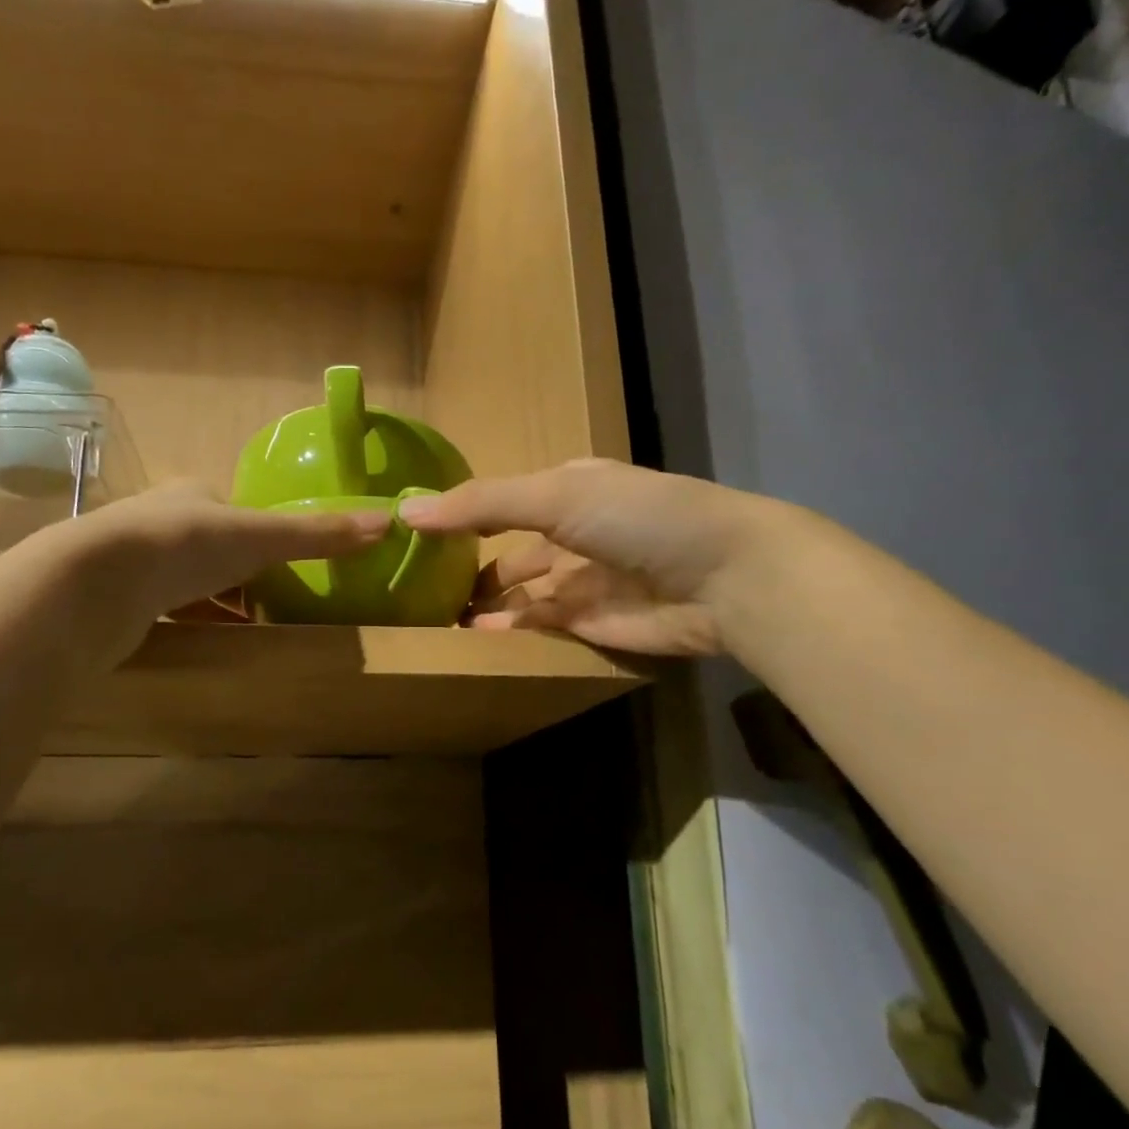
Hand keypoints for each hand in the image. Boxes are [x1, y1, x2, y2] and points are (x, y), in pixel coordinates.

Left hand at [54, 481, 388, 659]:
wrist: (96, 584)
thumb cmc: (185, 546)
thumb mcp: (261, 538)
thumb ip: (317, 534)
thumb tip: (387, 522)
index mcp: (192, 494)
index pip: (235, 511)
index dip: (262, 535)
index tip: (283, 566)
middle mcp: (160, 520)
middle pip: (212, 546)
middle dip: (240, 573)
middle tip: (272, 602)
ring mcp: (134, 561)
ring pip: (187, 581)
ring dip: (215, 600)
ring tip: (247, 627)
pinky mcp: (118, 600)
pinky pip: (165, 610)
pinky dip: (190, 622)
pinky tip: (207, 640)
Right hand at [399, 459, 778, 656]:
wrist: (723, 578)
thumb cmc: (637, 518)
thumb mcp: (555, 495)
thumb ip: (481, 504)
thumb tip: (405, 512)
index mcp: (566, 490)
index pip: (501, 500)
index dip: (461, 514)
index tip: (413, 533)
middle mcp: (570, 533)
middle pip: (506, 551)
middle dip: (466, 567)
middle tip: (415, 588)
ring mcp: (581, 581)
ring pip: (518, 594)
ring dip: (482, 605)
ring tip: (432, 618)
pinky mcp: (589, 625)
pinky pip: (537, 628)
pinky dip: (506, 633)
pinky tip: (470, 638)